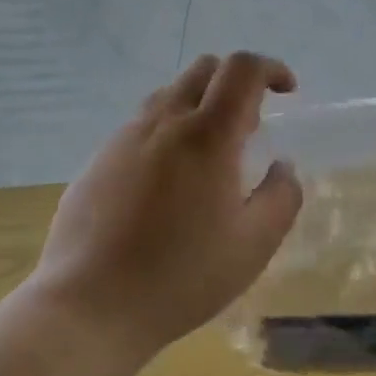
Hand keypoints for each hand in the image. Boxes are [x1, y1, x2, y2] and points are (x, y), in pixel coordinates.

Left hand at [29, 53, 302, 362]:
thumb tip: (282, 167)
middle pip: (204, 68)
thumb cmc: (181, 276)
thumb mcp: (253, 245)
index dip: (271, 68)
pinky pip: (141, 125)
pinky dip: (168, 131)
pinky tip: (167, 184)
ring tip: (209, 156)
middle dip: (236, 81)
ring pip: (169, 93)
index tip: (287, 91)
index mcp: (207, 134)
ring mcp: (124, 138)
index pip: (242, 69)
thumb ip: (281, 196)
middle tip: (250, 127)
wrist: (88, 307)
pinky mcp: (97, 160)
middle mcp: (164, 121)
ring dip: (200, 104)